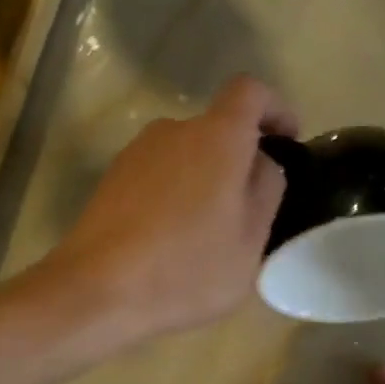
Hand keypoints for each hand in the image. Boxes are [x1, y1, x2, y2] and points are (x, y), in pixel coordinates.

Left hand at [50, 76, 297, 339]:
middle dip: (240, 160)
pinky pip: (159, 176)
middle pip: (218, 129)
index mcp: (217, 136)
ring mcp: (136, 153)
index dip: (276, 109)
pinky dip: (176, 195)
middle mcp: (174, 130)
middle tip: (250, 211)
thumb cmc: (187, 267)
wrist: (97, 291)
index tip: (288, 141)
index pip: (251, 92)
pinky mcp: (112, 179)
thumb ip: (266, 190)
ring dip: (205, 182)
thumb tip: (260, 164)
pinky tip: (172, 241)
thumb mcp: (250, 240)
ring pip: (187, 156)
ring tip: (209, 234)